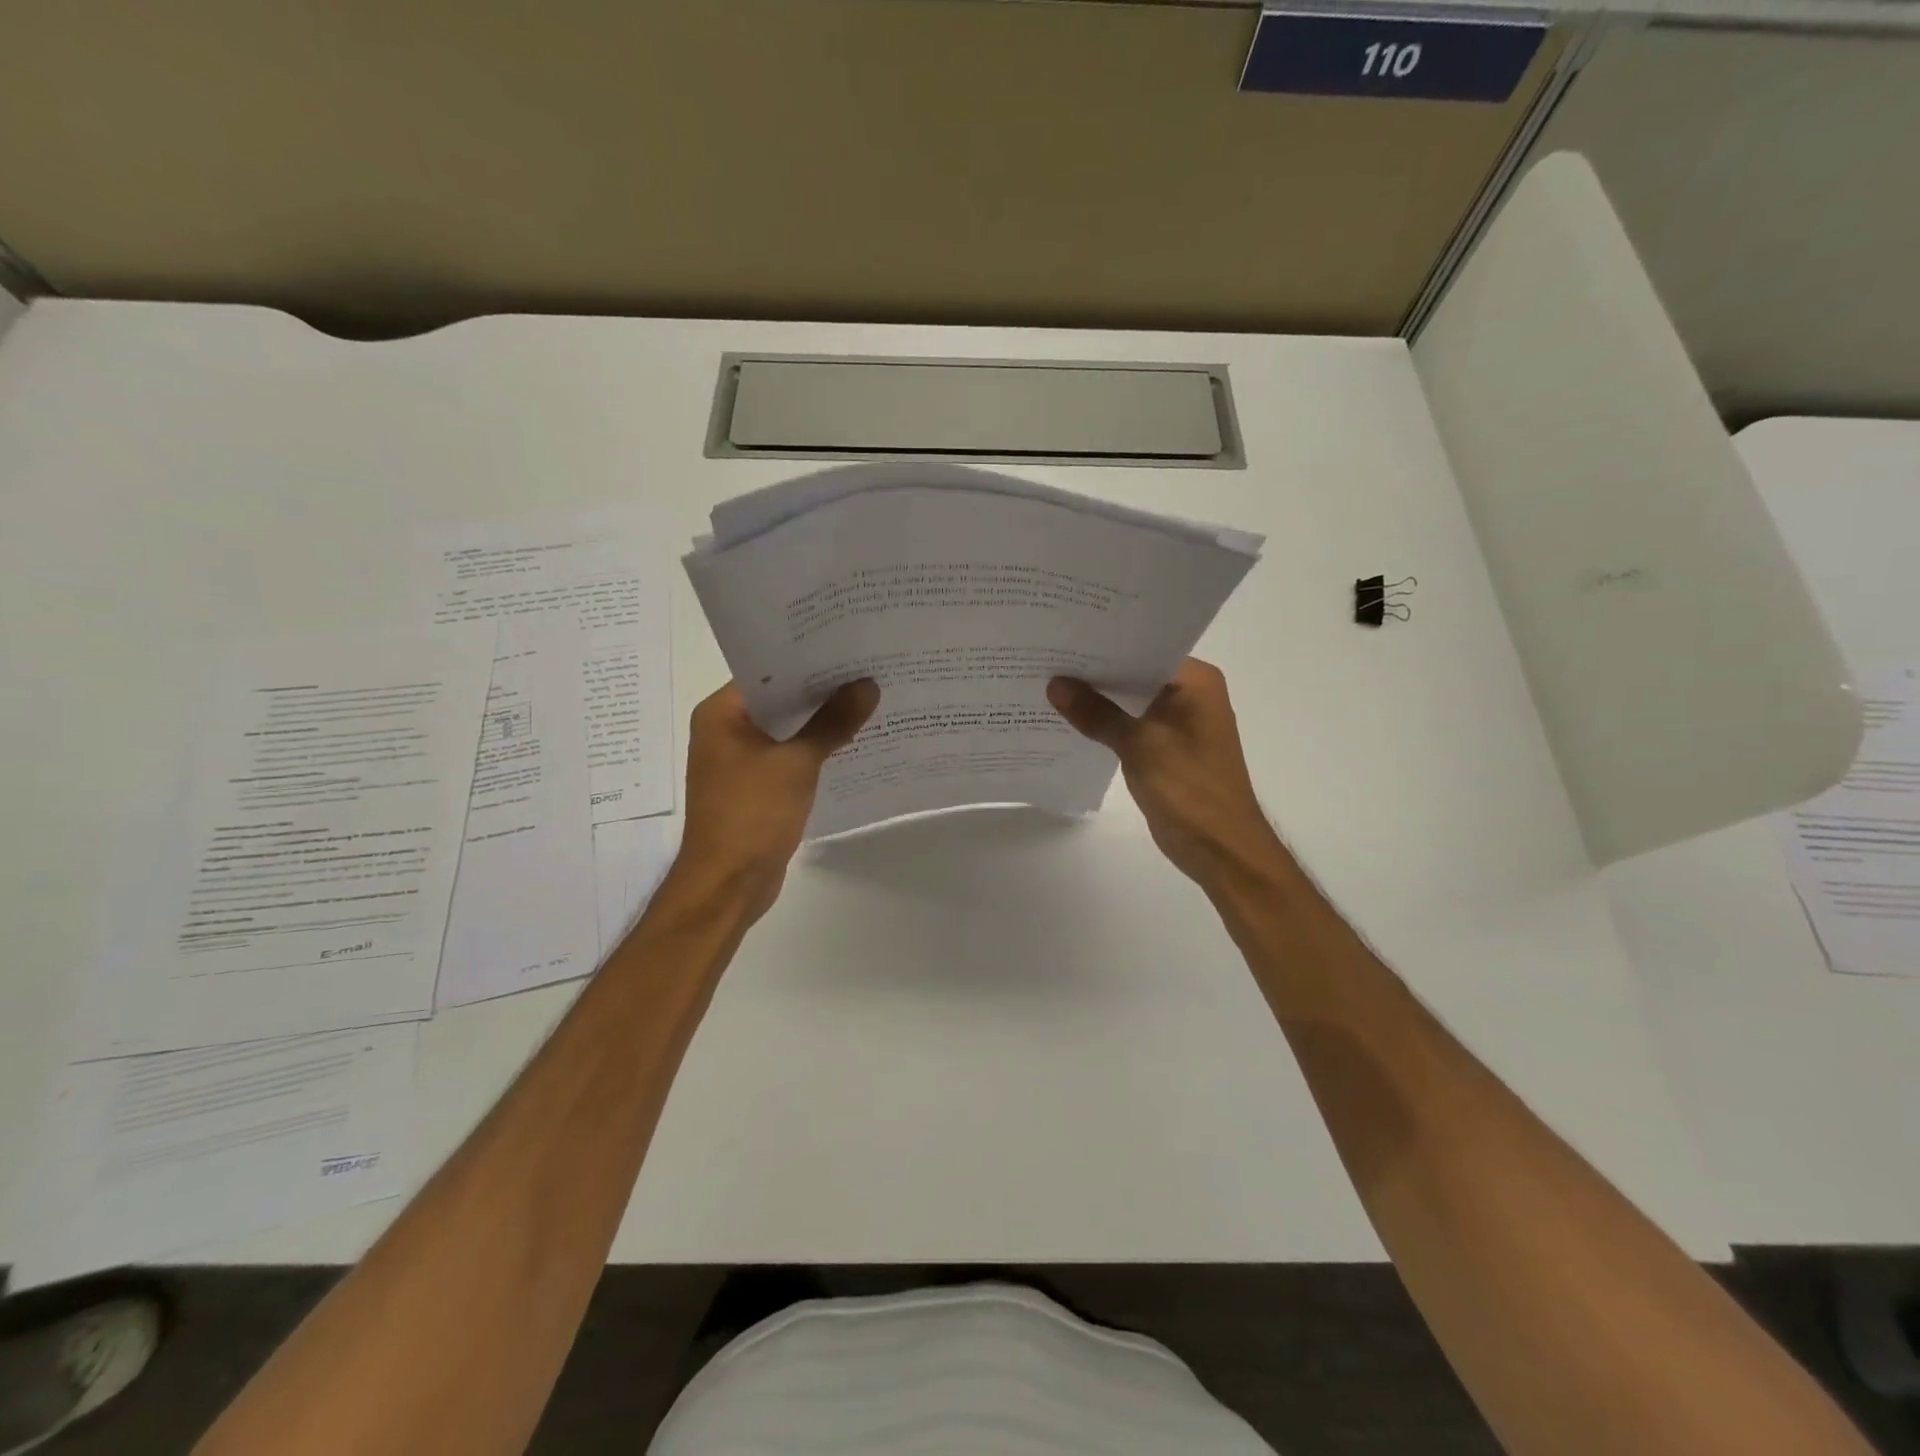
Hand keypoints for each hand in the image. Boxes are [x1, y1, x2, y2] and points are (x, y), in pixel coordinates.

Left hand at [673, 678, 879, 921]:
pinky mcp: (756, 787)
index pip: (767, 670)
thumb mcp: (797, 763)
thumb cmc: (752, 815)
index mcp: (721, 713)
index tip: (849, 646)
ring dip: (821, 721)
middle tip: (868, 669)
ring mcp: (740, 760)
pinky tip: (852, 741)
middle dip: (822, 689)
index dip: (808, 658)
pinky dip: (815, 749)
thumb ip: (833, 722)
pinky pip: (789, 756)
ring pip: (787, 729)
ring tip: (869, 699)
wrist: (728, 885)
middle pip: (779, 699)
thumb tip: (868, 686)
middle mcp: (725, 730)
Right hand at [1047, 658, 1286, 891]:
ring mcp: (1178, 722)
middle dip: (1094, 670)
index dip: (1104, 641)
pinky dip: (1105, 722)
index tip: (1064, 634)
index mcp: (1195, 681)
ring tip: (1048, 682)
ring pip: (1130, 700)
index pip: (1144, 646)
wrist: (1220, 849)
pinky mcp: (1165, 748)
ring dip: (1097, 698)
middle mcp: (1190, 694)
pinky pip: (1130, 725)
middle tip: (1046, 656)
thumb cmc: (1189, 789)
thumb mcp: (1139, 745)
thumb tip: (1055, 684)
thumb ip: (1096, 713)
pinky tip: (1068, 719)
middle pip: (1135, 672)